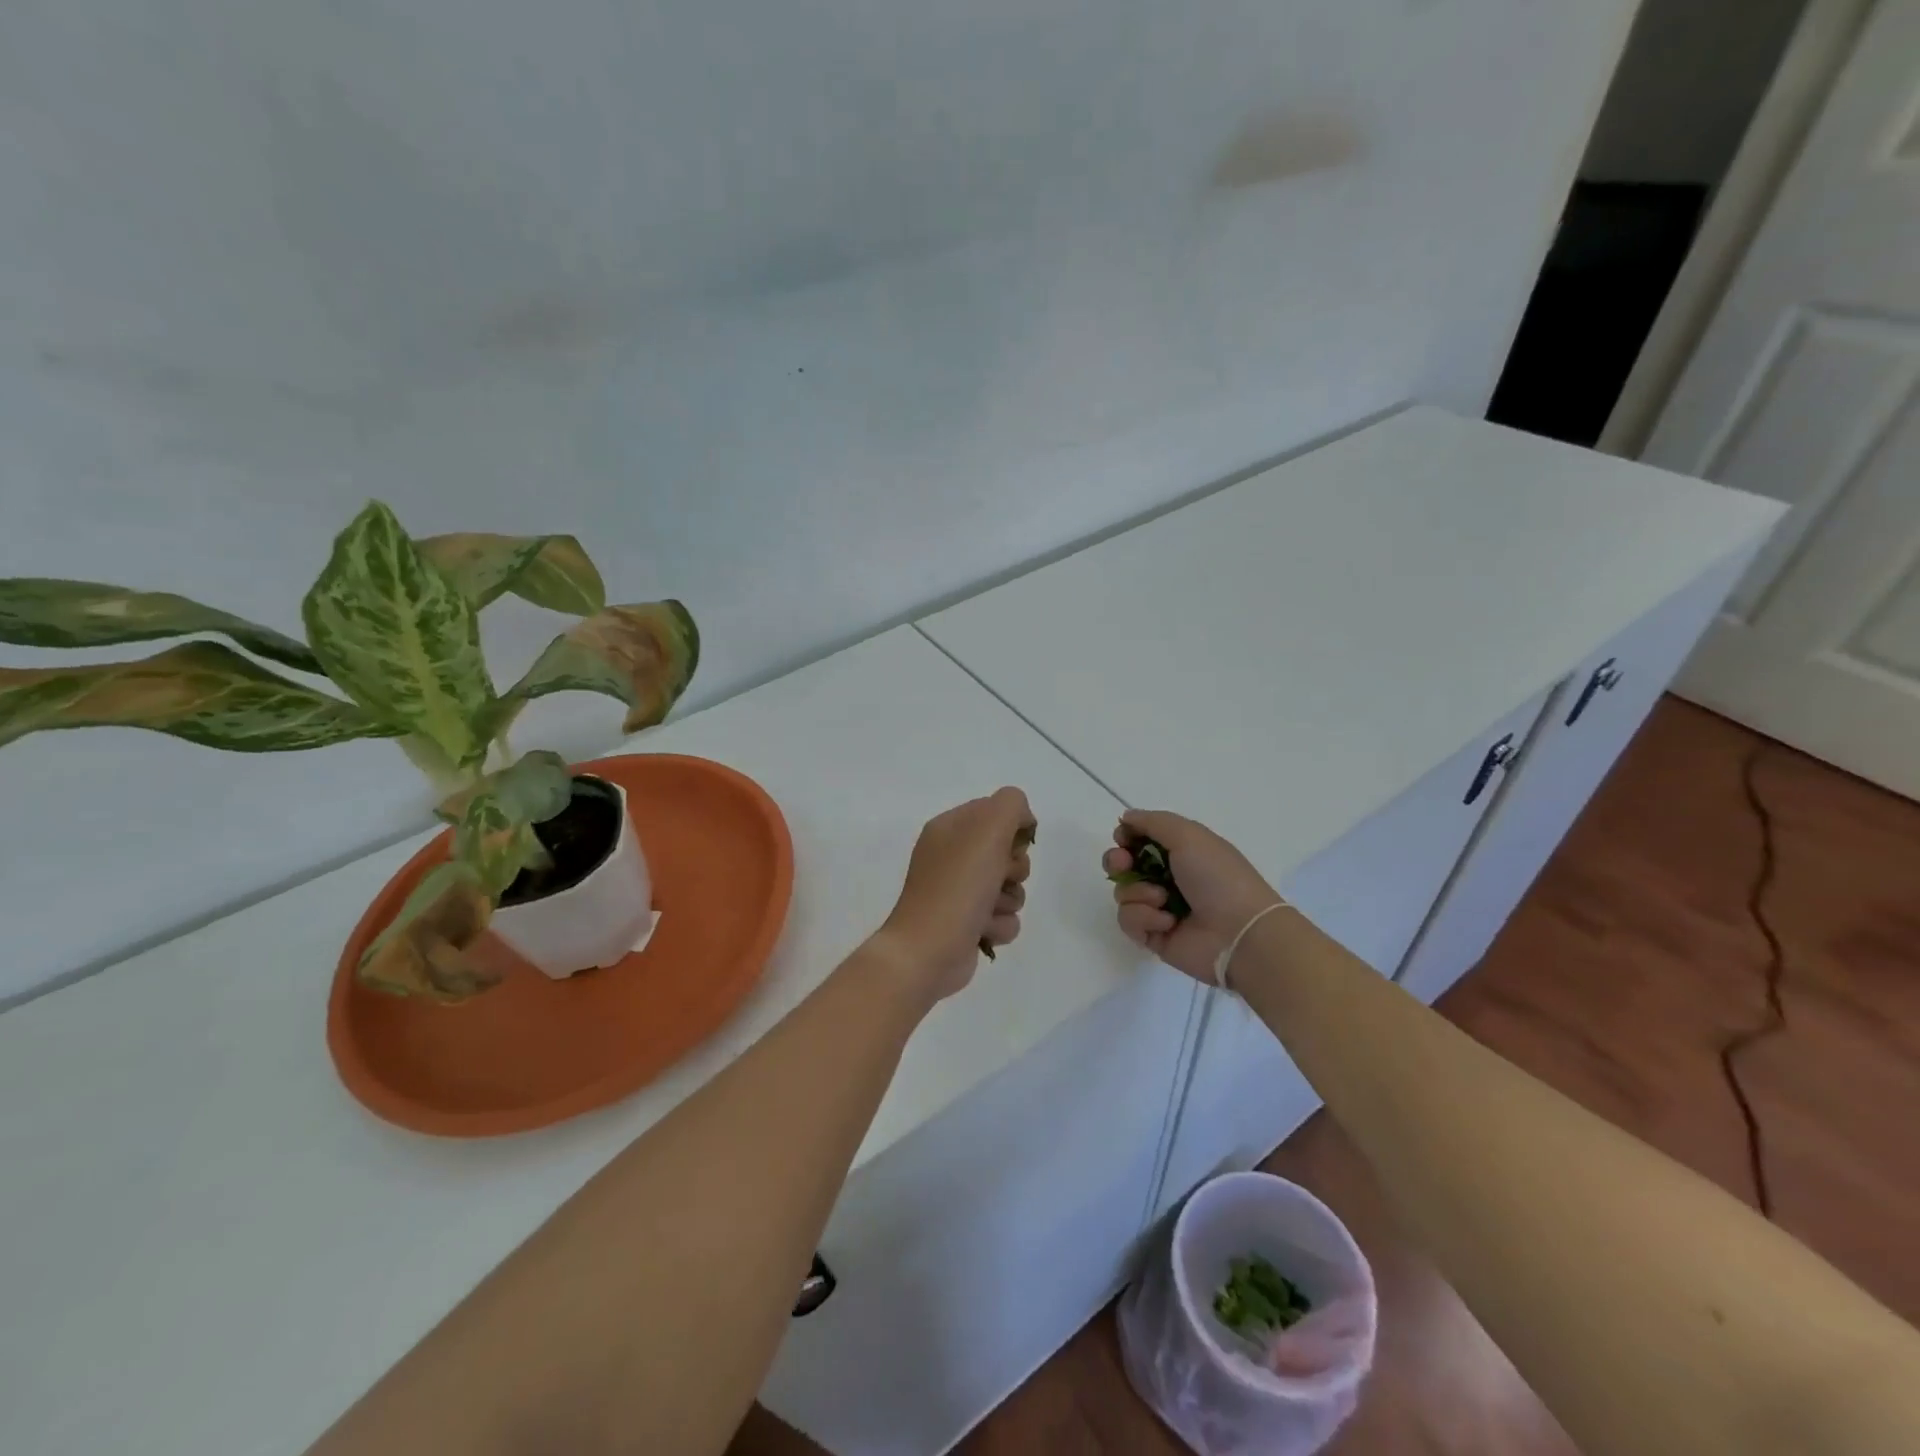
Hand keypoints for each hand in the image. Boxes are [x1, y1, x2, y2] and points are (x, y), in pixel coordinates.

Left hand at [877, 787, 1035, 1001]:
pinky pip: (1004, 917)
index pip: (996, 811)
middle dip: (1014, 869)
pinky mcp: (968, 923)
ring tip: (987, 911)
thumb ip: (1011, 805)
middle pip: (1009, 852)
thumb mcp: (987, 829)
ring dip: (1008, 901)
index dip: (1012, 828)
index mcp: (949, 827)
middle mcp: (952, 856)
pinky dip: (999, 925)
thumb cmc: (957, 886)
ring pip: (1011, 887)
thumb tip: (1022, 820)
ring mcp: (958, 892)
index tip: (1012, 844)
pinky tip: (982, 931)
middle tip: (998, 878)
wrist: (928, 951)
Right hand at [1103, 809, 1281, 983]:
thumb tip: (1125, 818)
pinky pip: (1129, 921)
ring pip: (1123, 893)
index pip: (1140, 840)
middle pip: (1123, 866)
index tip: (1123, 838)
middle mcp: (1168, 879)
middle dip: (1117, 862)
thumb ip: (1153, 821)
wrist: (1239, 933)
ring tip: (1162, 900)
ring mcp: (1160, 909)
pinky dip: (1145, 918)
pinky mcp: (1154, 936)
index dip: (1127, 837)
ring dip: (1138, 893)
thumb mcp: (1189, 835)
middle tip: (1123, 864)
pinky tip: (1167, 922)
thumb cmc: (1217, 877)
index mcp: (1181, 852)